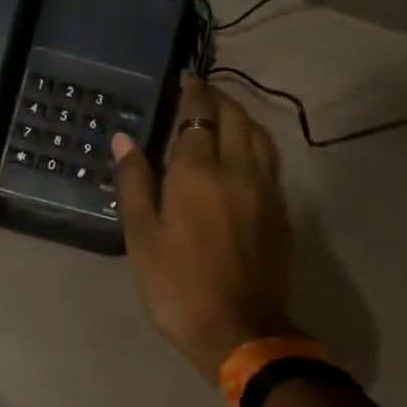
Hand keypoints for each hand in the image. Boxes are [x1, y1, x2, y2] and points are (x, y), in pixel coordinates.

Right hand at [114, 73, 298, 378]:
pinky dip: (255, 143)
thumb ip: (134, 183)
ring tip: (224, 116)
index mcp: (197, 172)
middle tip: (200, 92)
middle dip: (218, 97)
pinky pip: (270, 161)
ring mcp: (266, 190)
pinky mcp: (281, 212)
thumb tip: (125, 139)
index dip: (191, 91)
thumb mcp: (141, 237)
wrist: (239, 330)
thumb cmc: (177, 286)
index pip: (198, 114)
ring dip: (241, 116)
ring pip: (259, 135)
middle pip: (235, 117)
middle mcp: (238, 169)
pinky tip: (244, 154)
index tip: (183, 77)